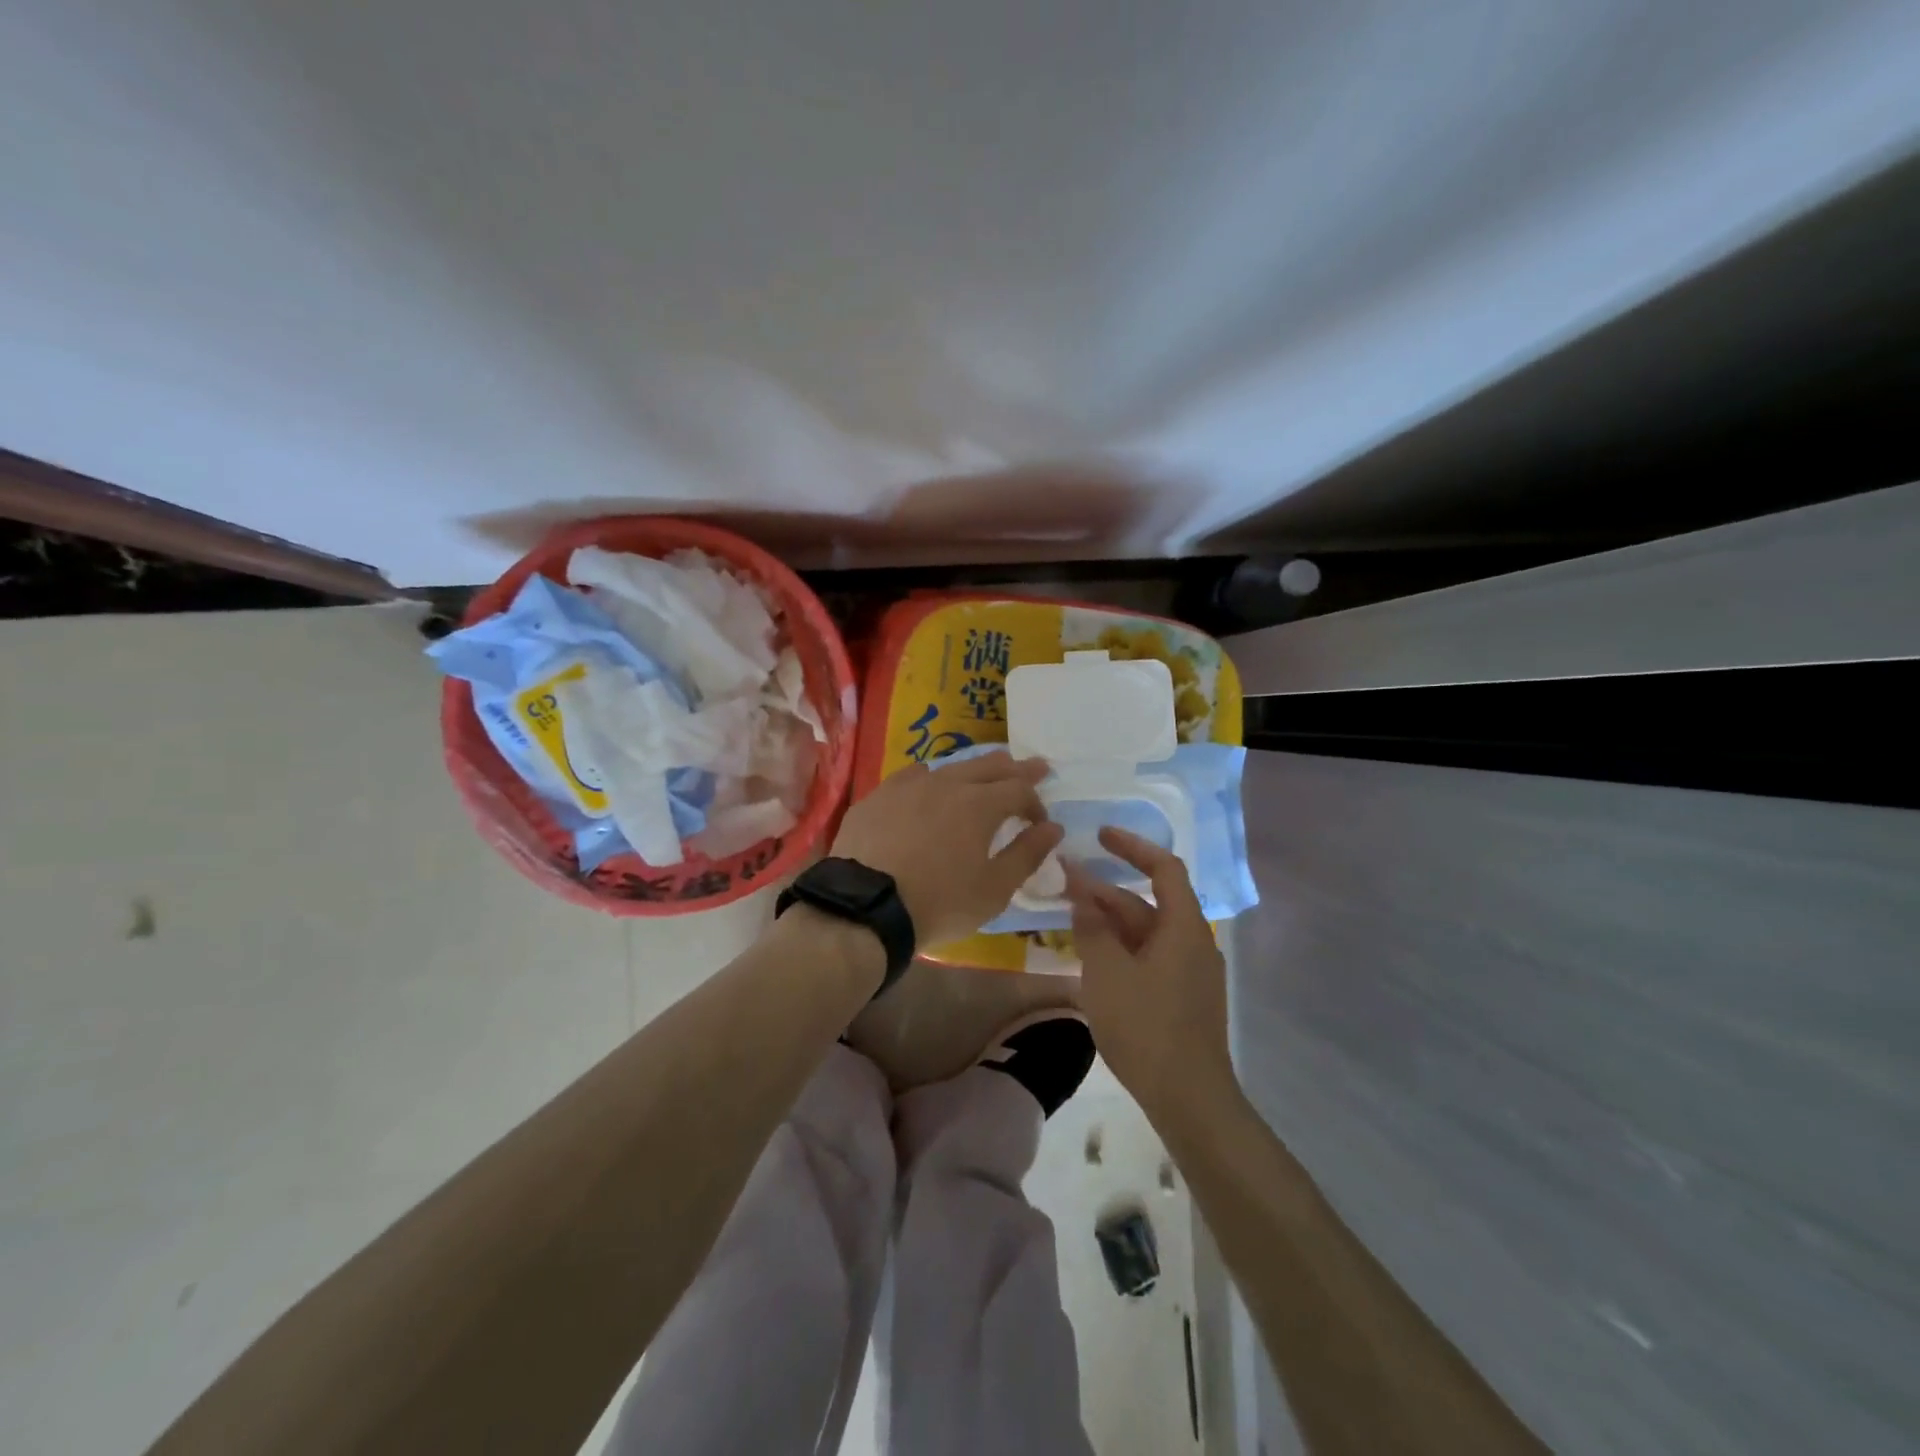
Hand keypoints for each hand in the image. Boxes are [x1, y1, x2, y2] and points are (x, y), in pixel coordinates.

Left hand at [831, 753, 1064, 947]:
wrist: (865, 906)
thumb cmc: (939, 902)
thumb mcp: (994, 889)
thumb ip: (1027, 854)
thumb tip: (1053, 828)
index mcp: (980, 804)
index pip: (1020, 789)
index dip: (1036, 803)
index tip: (1040, 823)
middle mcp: (947, 783)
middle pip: (989, 766)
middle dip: (1016, 768)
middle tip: (1036, 766)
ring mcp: (908, 786)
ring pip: (951, 766)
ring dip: (974, 769)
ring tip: (984, 773)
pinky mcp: (878, 796)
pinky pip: (912, 776)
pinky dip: (931, 778)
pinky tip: (928, 782)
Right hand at [1066, 828, 1232, 1117]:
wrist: (1190, 1099)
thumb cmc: (1147, 1027)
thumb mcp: (1108, 973)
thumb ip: (1092, 930)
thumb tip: (1083, 900)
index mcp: (1183, 927)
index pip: (1164, 868)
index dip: (1132, 846)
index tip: (1100, 836)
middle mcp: (1193, 942)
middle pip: (1148, 902)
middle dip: (1106, 890)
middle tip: (1064, 882)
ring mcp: (1190, 972)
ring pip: (1146, 932)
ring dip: (1110, 921)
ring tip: (1070, 918)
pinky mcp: (1183, 998)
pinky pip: (1149, 957)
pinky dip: (1121, 947)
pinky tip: (1093, 958)